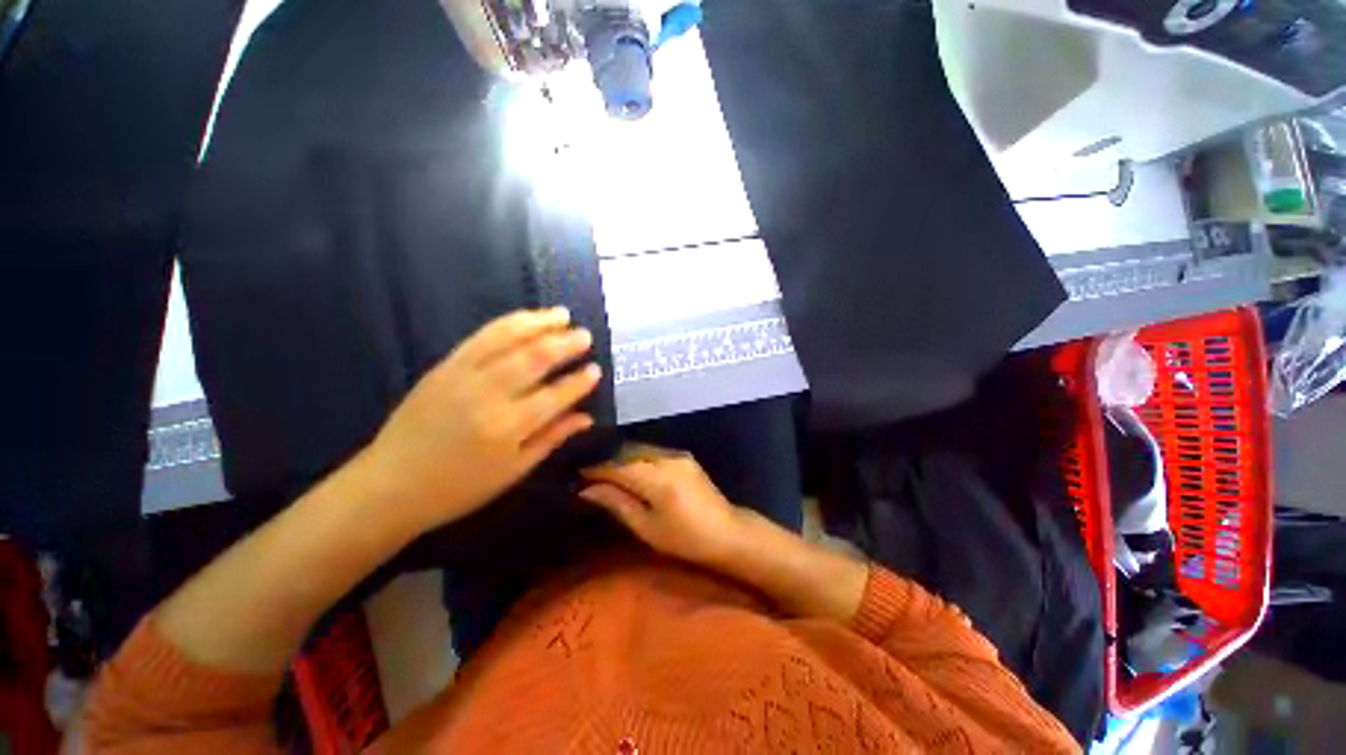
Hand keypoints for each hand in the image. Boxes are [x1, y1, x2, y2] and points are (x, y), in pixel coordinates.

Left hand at [360, 307, 601, 532]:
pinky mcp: (444, 366)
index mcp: (508, 427)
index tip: (596, 370)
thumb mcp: (514, 471)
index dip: (579, 382)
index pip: (555, 395)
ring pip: (507, 338)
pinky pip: (480, 337)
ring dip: (538, 323)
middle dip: (565, 344)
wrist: (390, 484)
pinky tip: (524, 319)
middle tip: (585, 335)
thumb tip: (586, 417)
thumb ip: (552, 438)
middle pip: (534, 358)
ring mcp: (462, 375)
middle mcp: (488, 395)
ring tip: (561, 314)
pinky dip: (507, 323)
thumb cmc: (460, 487)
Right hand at [579, 445, 750, 567]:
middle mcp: (667, 458)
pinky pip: (652, 451)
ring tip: (603, 470)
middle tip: (586, 473)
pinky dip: (636, 457)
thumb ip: (618, 503)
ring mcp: (677, 454)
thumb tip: (587, 490)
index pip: (618, 465)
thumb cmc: (686, 539)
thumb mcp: (647, 528)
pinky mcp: (684, 456)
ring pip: (640, 448)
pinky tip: (628, 468)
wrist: (728, 532)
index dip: (595, 468)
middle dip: (606, 460)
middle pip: (628, 451)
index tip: (576, 473)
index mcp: (658, 479)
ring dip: (621, 457)